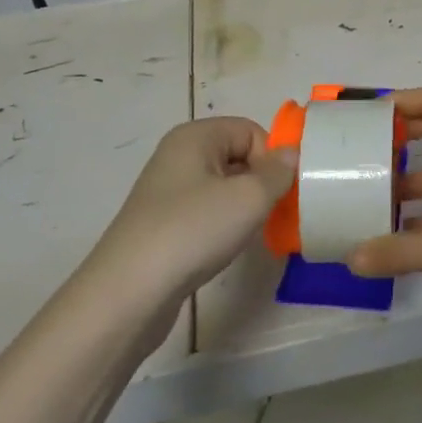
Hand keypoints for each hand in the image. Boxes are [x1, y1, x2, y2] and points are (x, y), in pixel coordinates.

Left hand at [89, 118, 296, 303]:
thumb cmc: (193, 231)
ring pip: (223, 187)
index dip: (271, 158)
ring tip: (248, 233)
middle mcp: (178, 155)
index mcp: (195, 136)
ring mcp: (167, 191)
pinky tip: (225, 247)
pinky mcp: (163, 223)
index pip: (251, 130)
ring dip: (244, 207)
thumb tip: (291, 154)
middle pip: (237, 156)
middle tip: (271, 213)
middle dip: (261, 183)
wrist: (130, 291)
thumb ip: (279, 172)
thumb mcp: (249, 198)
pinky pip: (206, 211)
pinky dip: (223, 225)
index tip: (279, 192)